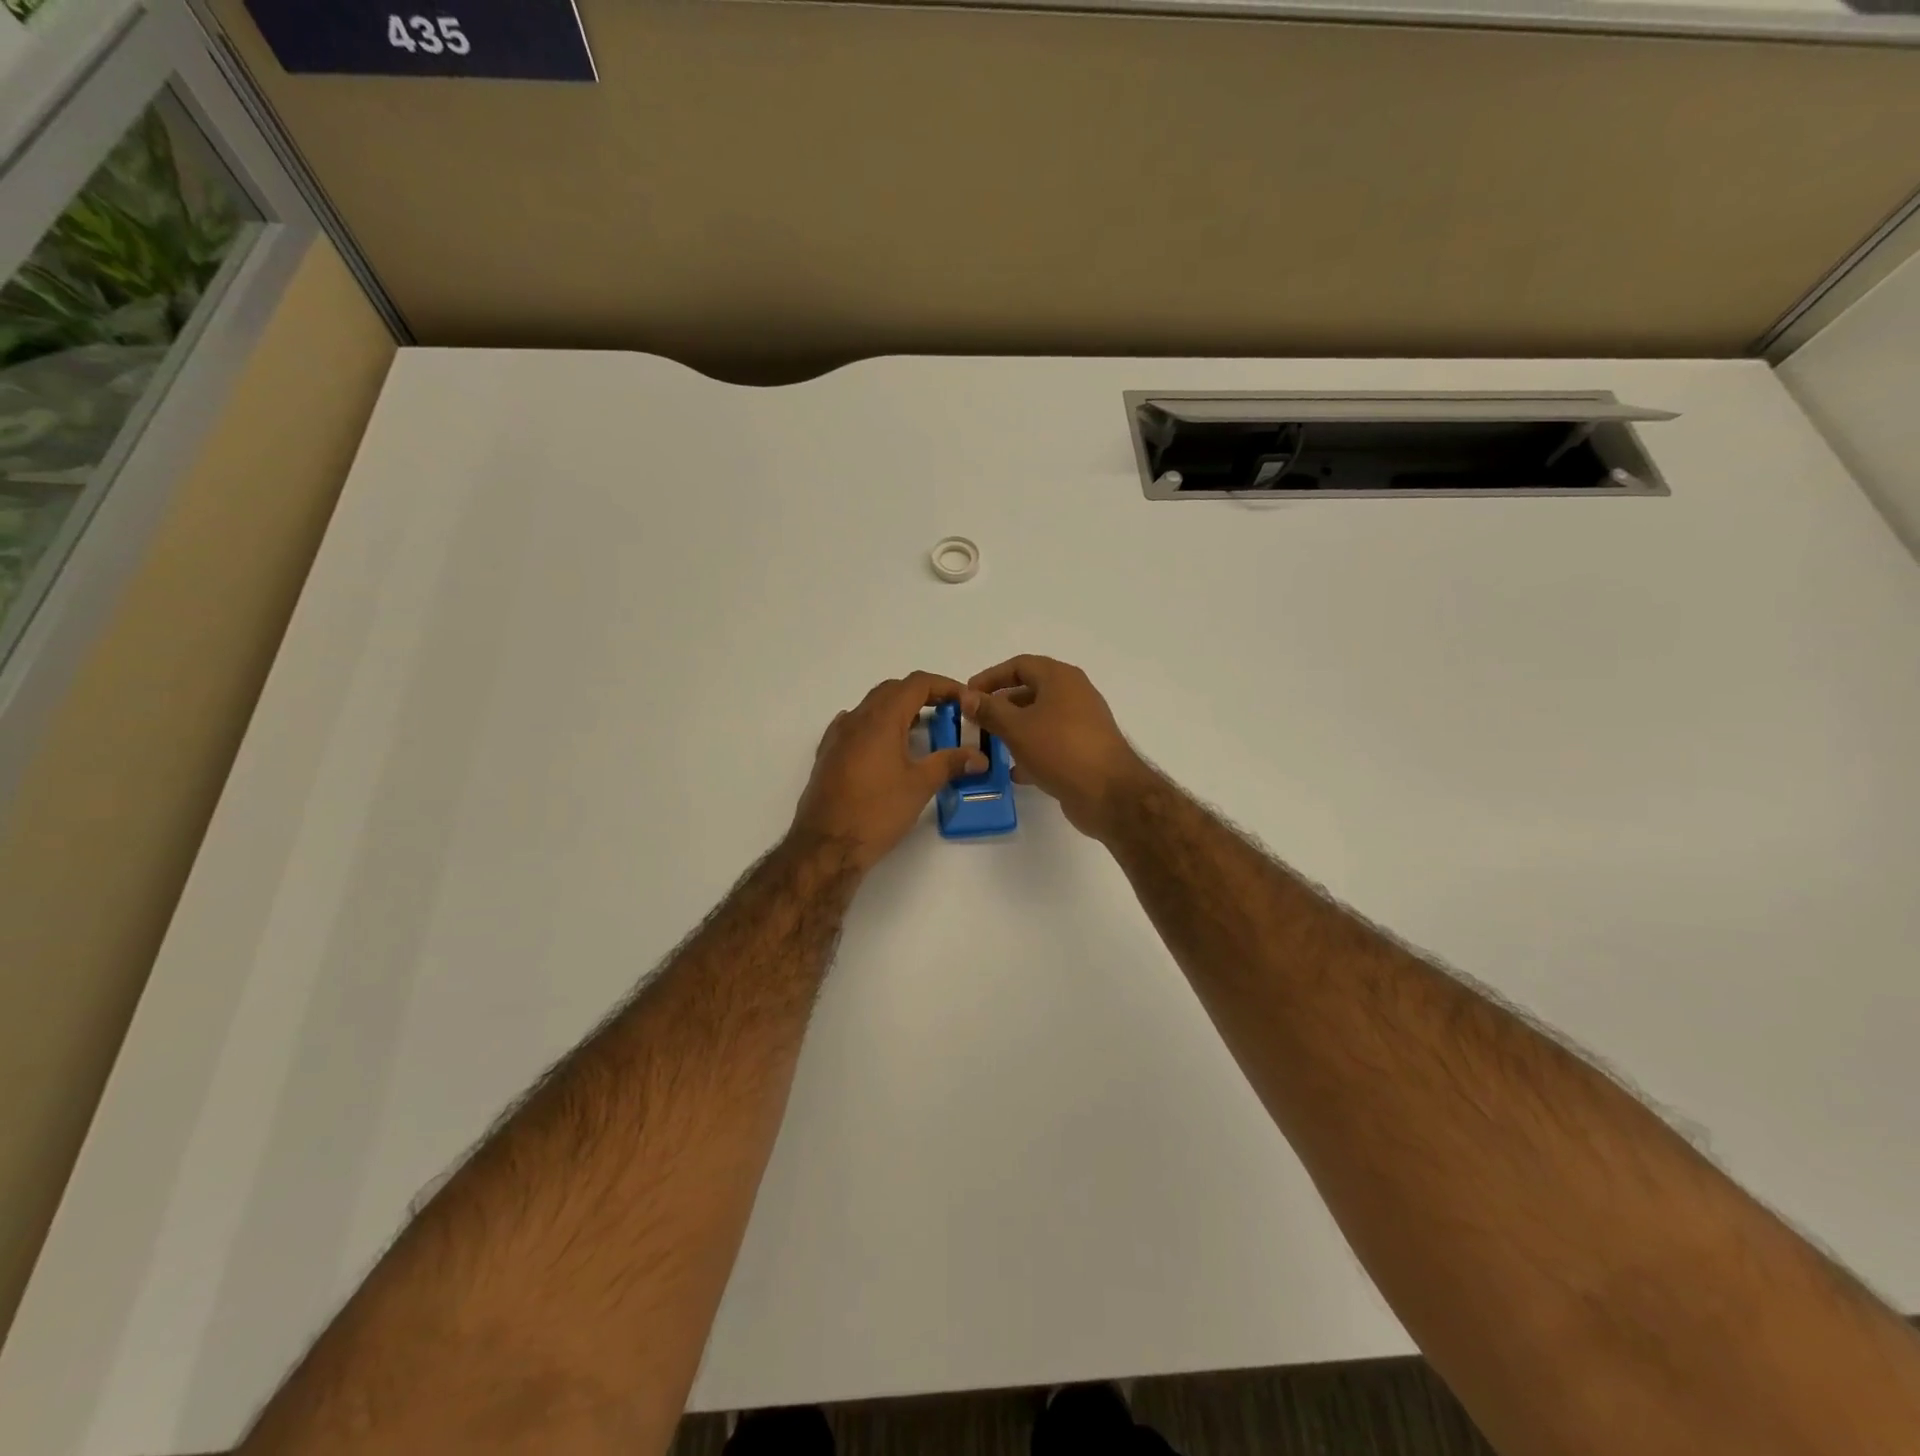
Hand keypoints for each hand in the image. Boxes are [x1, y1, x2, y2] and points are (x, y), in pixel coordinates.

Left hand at [791, 672, 987, 870]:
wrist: (826, 845)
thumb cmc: (876, 812)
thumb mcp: (920, 786)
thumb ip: (950, 763)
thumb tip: (979, 757)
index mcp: (881, 719)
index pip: (916, 684)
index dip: (944, 685)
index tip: (964, 700)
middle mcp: (856, 719)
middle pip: (892, 690)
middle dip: (922, 695)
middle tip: (947, 713)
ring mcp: (838, 736)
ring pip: (871, 707)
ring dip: (898, 710)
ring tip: (921, 730)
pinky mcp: (828, 755)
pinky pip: (855, 726)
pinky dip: (876, 726)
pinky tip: (884, 746)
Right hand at [964, 655, 1151, 839]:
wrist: (1109, 793)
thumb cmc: (1060, 750)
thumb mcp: (1017, 728)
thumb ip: (990, 710)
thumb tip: (967, 696)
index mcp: (1060, 678)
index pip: (1019, 665)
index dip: (990, 677)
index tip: (968, 695)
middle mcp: (1074, 694)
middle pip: (1030, 691)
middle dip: (1000, 706)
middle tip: (975, 722)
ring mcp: (1082, 723)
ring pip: (1040, 719)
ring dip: (1014, 730)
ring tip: (989, 746)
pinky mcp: (1084, 750)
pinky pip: (1051, 743)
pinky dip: (1031, 751)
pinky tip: (1014, 771)